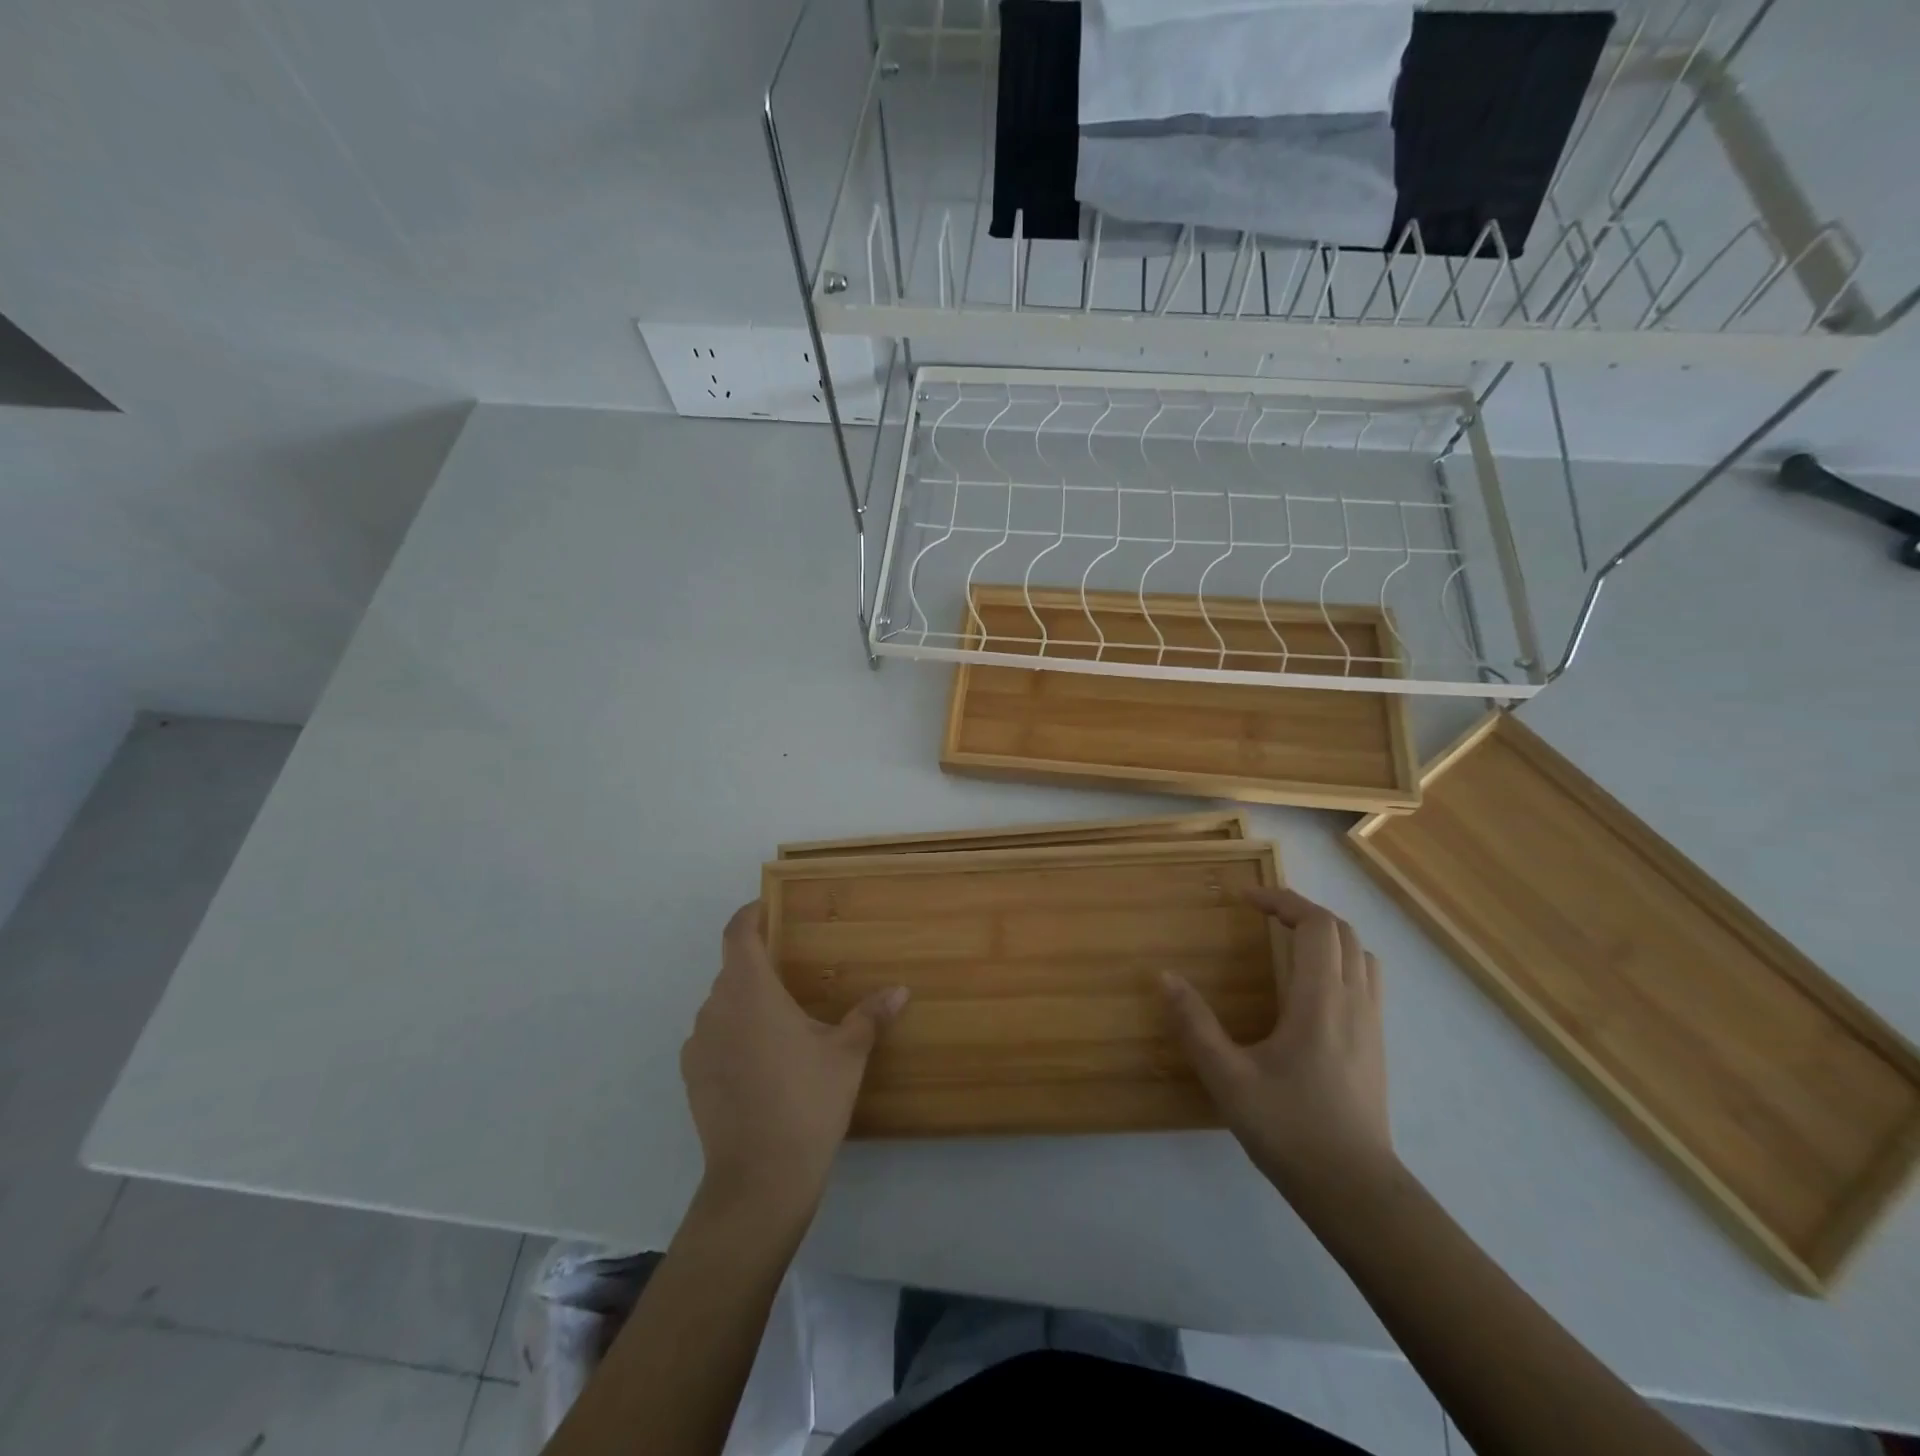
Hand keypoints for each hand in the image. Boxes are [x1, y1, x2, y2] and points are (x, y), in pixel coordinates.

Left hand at [681, 902, 907, 1220]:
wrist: (760, 1178)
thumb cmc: (807, 1101)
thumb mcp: (847, 1055)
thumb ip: (870, 1015)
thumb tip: (901, 990)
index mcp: (750, 992)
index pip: (737, 934)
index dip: (749, 915)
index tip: (766, 906)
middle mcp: (716, 1008)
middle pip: (732, 970)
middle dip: (759, 964)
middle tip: (794, 971)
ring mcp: (698, 1044)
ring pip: (722, 1005)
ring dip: (746, 1002)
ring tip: (782, 1020)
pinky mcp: (692, 1075)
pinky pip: (713, 1036)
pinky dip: (733, 1033)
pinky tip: (762, 1060)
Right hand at [1163, 887, 1396, 1203]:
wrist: (1356, 1191)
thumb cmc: (1290, 1129)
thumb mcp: (1228, 1079)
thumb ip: (1195, 1025)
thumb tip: (1165, 977)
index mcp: (1321, 1000)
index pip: (1316, 924)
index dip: (1282, 900)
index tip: (1246, 898)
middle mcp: (1354, 1001)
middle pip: (1342, 931)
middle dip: (1301, 911)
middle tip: (1262, 914)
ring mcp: (1373, 1024)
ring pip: (1361, 954)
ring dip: (1326, 935)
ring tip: (1288, 941)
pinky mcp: (1377, 1045)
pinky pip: (1366, 980)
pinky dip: (1340, 961)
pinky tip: (1309, 988)